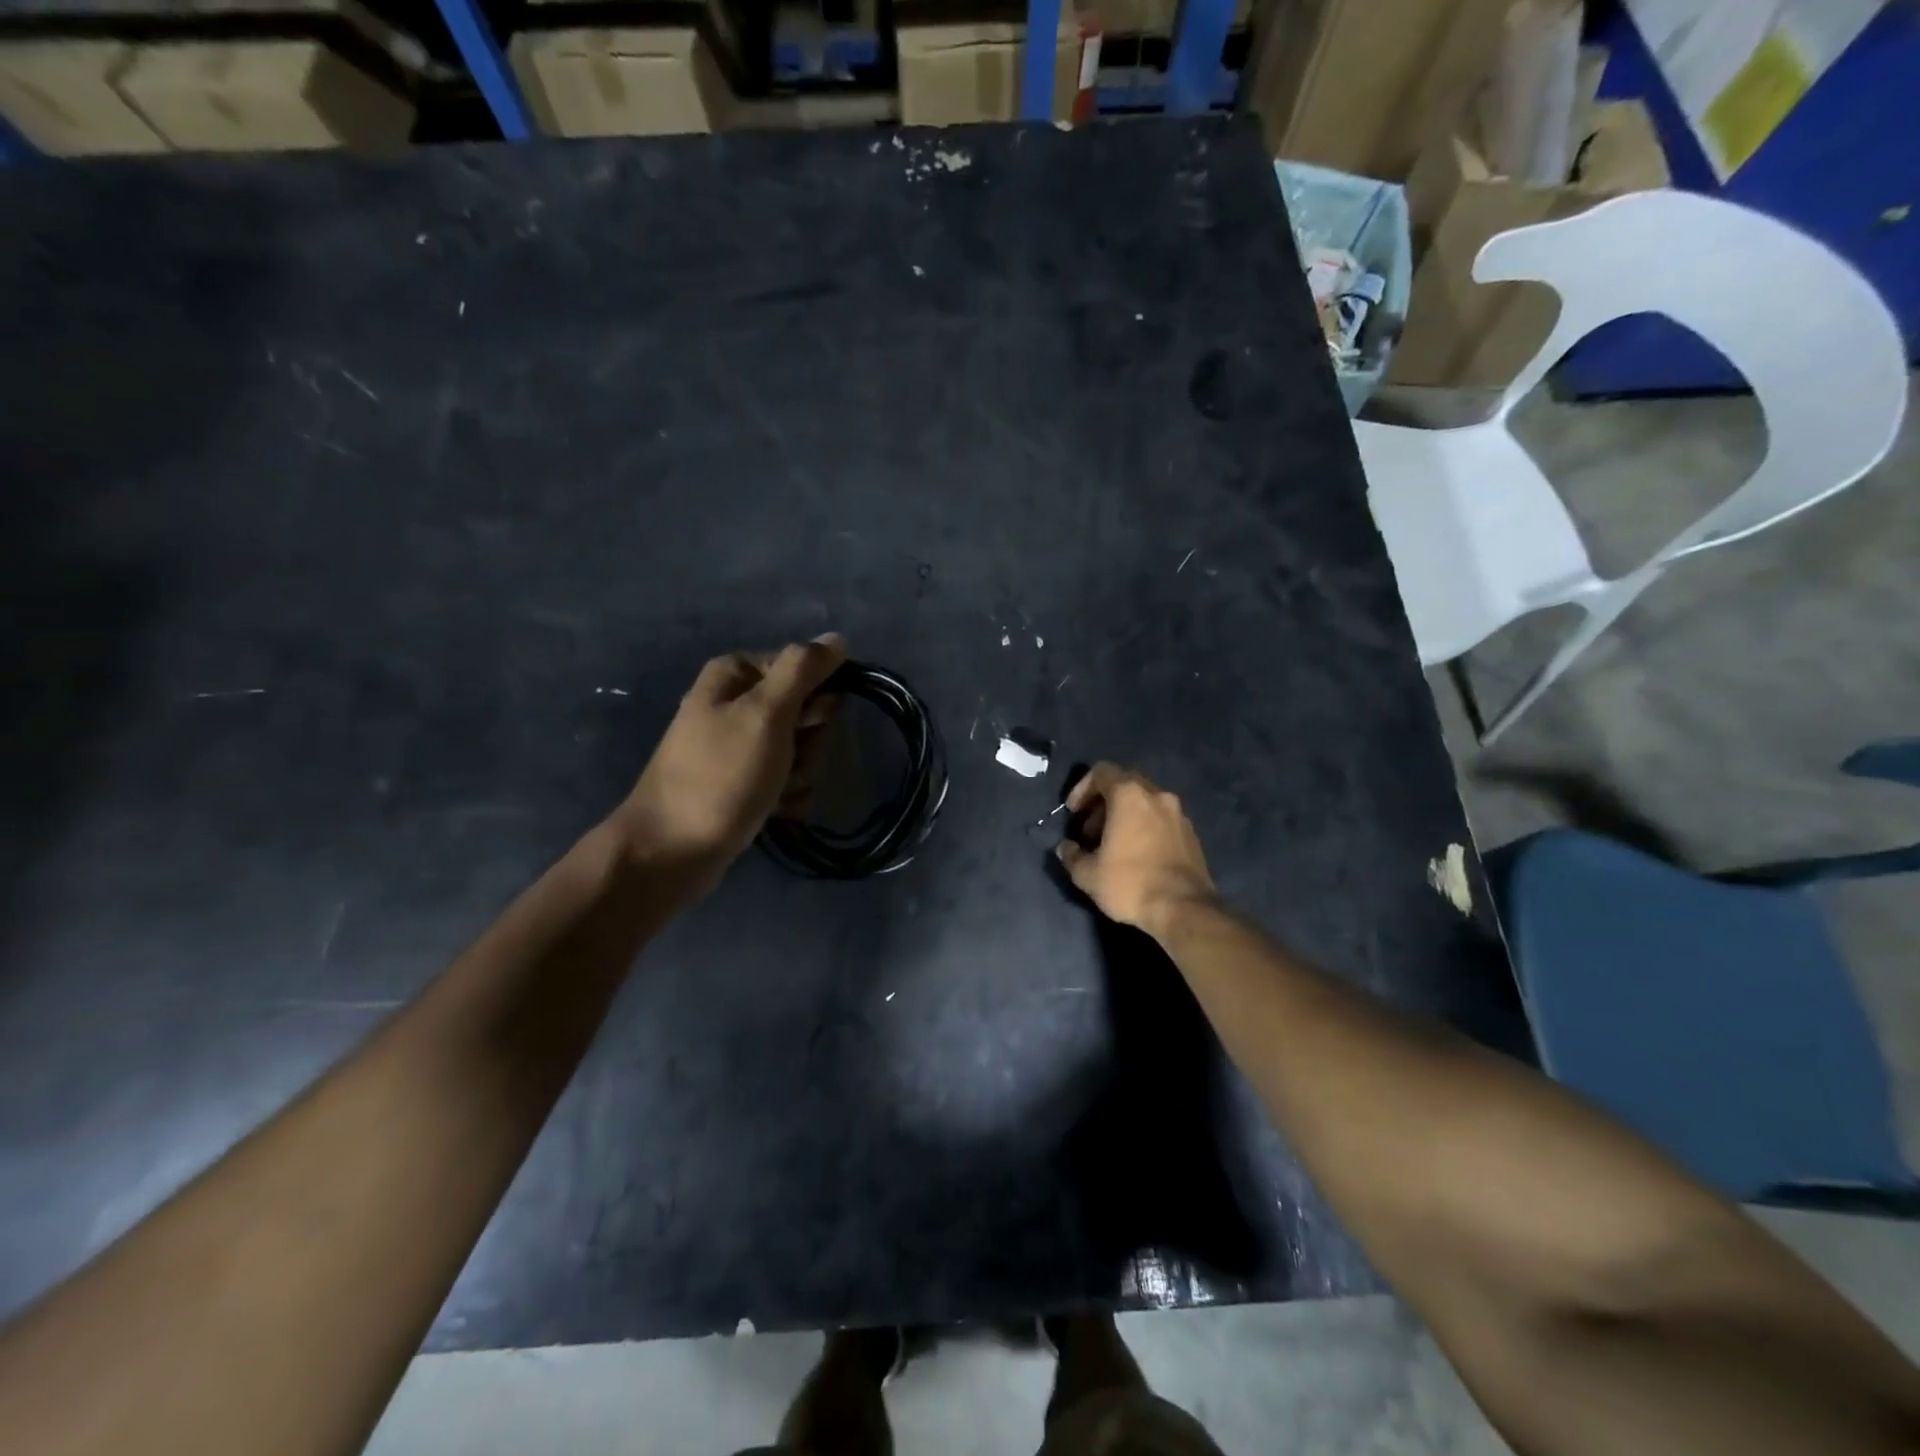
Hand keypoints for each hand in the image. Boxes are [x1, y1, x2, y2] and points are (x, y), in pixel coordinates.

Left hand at [616, 634, 846, 884]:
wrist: (670, 850)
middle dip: (810, 738)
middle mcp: (730, 703)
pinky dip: (787, 794)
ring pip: (796, 746)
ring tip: (783, 791)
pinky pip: (781, 777)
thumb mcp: (766, 713)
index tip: (811, 720)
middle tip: (794, 758)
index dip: (815, 694)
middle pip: (800, 708)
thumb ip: (802, 671)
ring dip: (801, 771)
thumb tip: (837, 638)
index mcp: (732, 675)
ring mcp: (733, 745)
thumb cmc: (721, 775)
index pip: (800, 667)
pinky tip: (780, 810)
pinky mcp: (737, 782)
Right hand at [1056, 762, 1217, 937]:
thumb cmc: (1130, 883)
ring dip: (1124, 815)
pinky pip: (1160, 818)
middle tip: (1089, 831)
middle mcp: (1157, 795)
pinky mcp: (1191, 833)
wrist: (1185, 909)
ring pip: (1144, 801)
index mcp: (1129, 795)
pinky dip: (1144, 826)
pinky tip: (1136, 855)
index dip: (1082, 788)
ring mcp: (1178, 813)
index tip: (1073, 814)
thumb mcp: (1088, 874)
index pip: (1102, 771)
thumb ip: (1071, 855)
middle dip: (1102, 803)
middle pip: (1124, 783)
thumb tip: (1065, 848)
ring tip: (1111, 845)